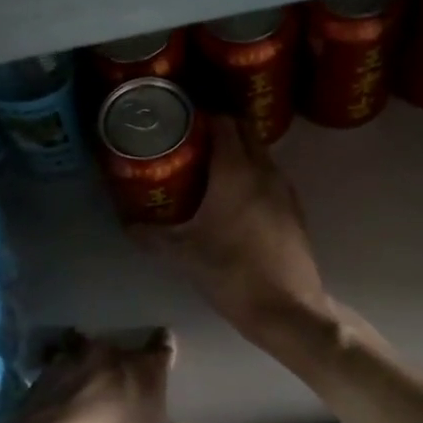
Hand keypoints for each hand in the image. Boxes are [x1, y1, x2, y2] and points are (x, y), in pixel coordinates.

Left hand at [6, 329, 222, 422]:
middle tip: (120, 374)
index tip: (165, 341)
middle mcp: (111, 354)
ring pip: (83, 350)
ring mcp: (73, 360)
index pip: (161, 348)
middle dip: (120, 359)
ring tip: (85, 378)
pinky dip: (59, 378)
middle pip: (119, 348)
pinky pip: (55, 368)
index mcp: (145, 368)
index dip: (164, 346)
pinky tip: (57, 395)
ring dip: (85, 362)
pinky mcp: (42, 374)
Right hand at [132, 116, 331, 343]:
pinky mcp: (295, 209)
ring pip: (261, 153)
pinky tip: (235, 196)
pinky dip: (253, 173)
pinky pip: (271, 175)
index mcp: (236, 172)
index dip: (202, 115)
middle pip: (245, 131)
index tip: (181, 120)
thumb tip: (127, 225)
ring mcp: (285, 189)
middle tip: (192, 140)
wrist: (286, 307)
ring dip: (239, 150)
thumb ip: (152, 237)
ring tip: (210, 165)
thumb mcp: (184, 255)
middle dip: (221, 127)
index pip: (223, 122)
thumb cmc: (231, 274)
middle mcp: (264, 171)